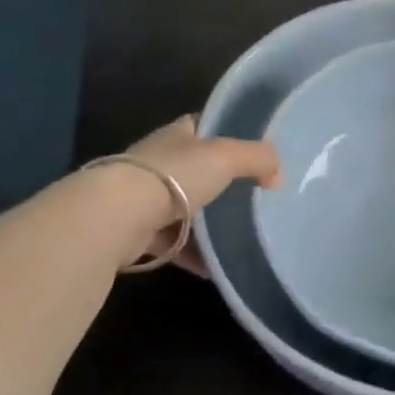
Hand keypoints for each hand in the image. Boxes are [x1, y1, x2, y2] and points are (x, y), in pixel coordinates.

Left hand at [122, 115, 279, 275]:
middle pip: (198, 169)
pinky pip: (175, 243)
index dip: (229, 133)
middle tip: (256, 198)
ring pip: (186, 208)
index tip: (254, 151)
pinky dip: (194, 256)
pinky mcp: (138, 232)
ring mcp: (146, 197)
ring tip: (241, 238)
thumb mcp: (226, 157)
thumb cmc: (174, 176)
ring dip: (208, 224)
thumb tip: (277, 175)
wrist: (117, 217)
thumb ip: (258, 158)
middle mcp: (160, 161)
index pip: (205, 126)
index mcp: (178, 134)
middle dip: (222, 184)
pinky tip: (216, 269)